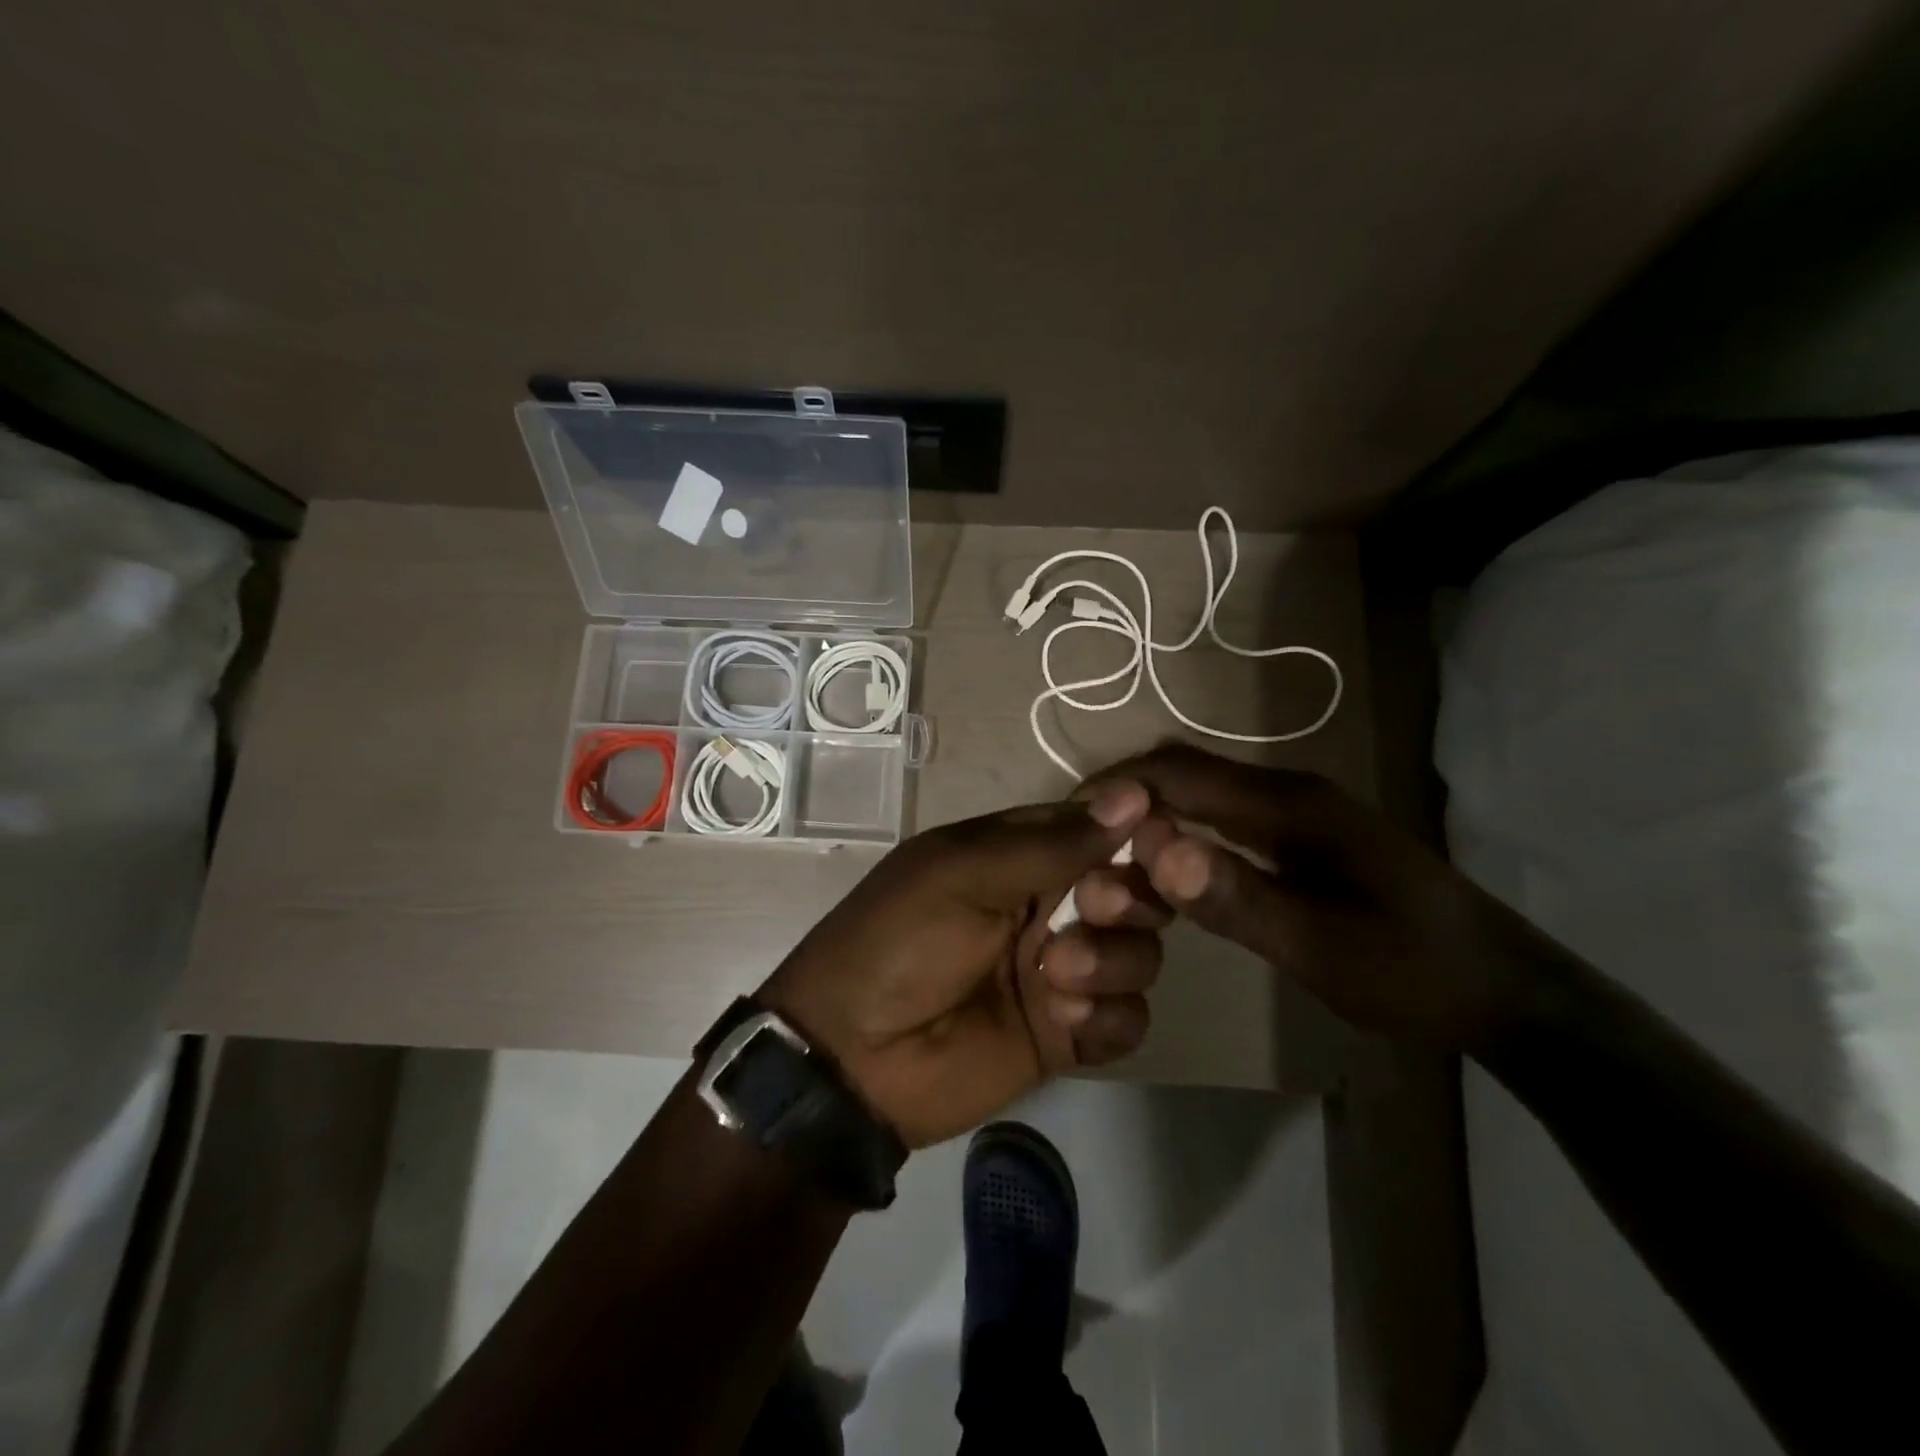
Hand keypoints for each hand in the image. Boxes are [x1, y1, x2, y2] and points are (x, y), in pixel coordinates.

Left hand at [757, 781, 1165, 1148]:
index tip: (1157, 841)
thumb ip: (1050, 843)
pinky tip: (1064, 1021)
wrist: (851, 1057)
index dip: (1134, 832)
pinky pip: (1128, 1019)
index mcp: (1018, 855)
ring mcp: (1061, 972)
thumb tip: (1135, 796)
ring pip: (1140, 953)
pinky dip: (1108, 1017)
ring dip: (1113, 960)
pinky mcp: (1068, 1033)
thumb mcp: (961, 874)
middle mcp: (1048, 906)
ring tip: (1055, 977)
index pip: (1099, 829)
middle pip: (1132, 890)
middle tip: (1094, 909)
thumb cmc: (897, 941)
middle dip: (1127, 897)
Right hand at [1088, 744, 1539, 1051]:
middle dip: (1123, 800)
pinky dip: (1176, 833)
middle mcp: (1286, 792)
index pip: (1179, 772)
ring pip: (1198, 794)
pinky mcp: (1298, 836)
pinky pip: (1218, 818)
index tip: (1063, 823)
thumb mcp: (1322, 948)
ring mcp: (1294, 812)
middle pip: (1183, 773)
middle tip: (1076, 847)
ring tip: (1105, 861)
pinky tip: (1160, 871)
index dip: (1116, 787)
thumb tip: (1153, 851)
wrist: (1504, 991)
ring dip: (1147, 817)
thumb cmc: (1414, 972)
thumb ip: (1236, 897)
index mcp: (1290, 805)